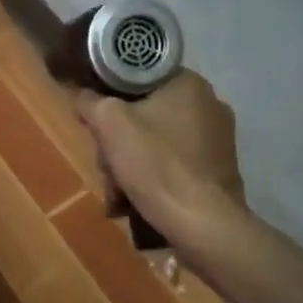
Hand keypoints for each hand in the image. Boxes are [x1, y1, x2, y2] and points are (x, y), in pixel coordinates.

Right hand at [76, 70, 247, 248]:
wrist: (203, 225)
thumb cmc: (156, 164)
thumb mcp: (109, 124)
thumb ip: (91, 102)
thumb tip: (84, 95)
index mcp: (189, 84)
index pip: (138, 77)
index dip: (111, 98)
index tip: (98, 123)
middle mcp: (210, 105)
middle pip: (145, 115)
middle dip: (118, 144)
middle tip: (106, 166)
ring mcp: (218, 140)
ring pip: (156, 143)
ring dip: (131, 166)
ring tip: (117, 195)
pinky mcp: (218, 171)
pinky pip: (174, 165)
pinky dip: (153, 180)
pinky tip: (136, 203)